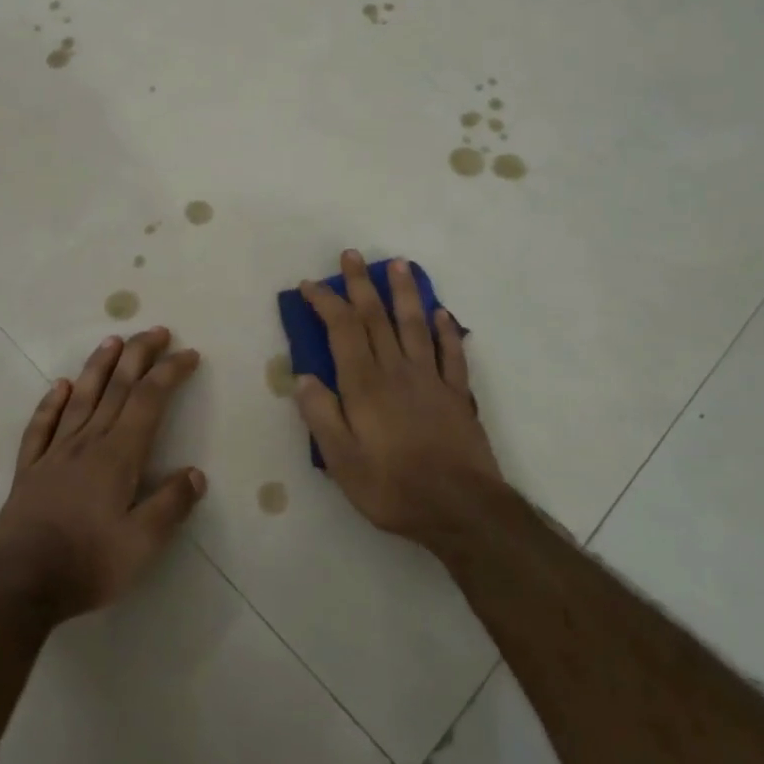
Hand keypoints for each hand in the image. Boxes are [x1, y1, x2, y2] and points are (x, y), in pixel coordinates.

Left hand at [0, 327, 206, 622]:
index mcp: (118, 456)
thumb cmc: (87, 564)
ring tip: (112, 341)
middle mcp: (87, 443)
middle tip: (156, 331)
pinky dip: (52, 403)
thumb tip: (195, 474)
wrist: (18, 586)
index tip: (188, 354)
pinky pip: (41, 427)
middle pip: (117, 388)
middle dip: (139, 356)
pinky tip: (60, 387)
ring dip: (99, 367)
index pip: (149, 400)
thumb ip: (171, 505)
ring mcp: (54, 454)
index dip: (169, 372)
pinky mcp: (29, 471)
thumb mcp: (142, 544)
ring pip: (81, 398)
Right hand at [294, 251, 501, 550]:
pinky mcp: (457, 394)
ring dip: (405, 293)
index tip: (311, 285)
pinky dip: (446, 330)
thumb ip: (321, 416)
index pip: (343, 330)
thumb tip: (303, 377)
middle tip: (352, 255)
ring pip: (415, 325)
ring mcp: (431, 379)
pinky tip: (442, 313)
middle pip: (377, 317)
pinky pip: (452, 353)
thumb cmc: (393, 488)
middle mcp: (397, 371)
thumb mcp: (342, 462)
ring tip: (399, 264)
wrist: (460, 508)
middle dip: (361, 284)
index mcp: (365, 385)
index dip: (326, 303)